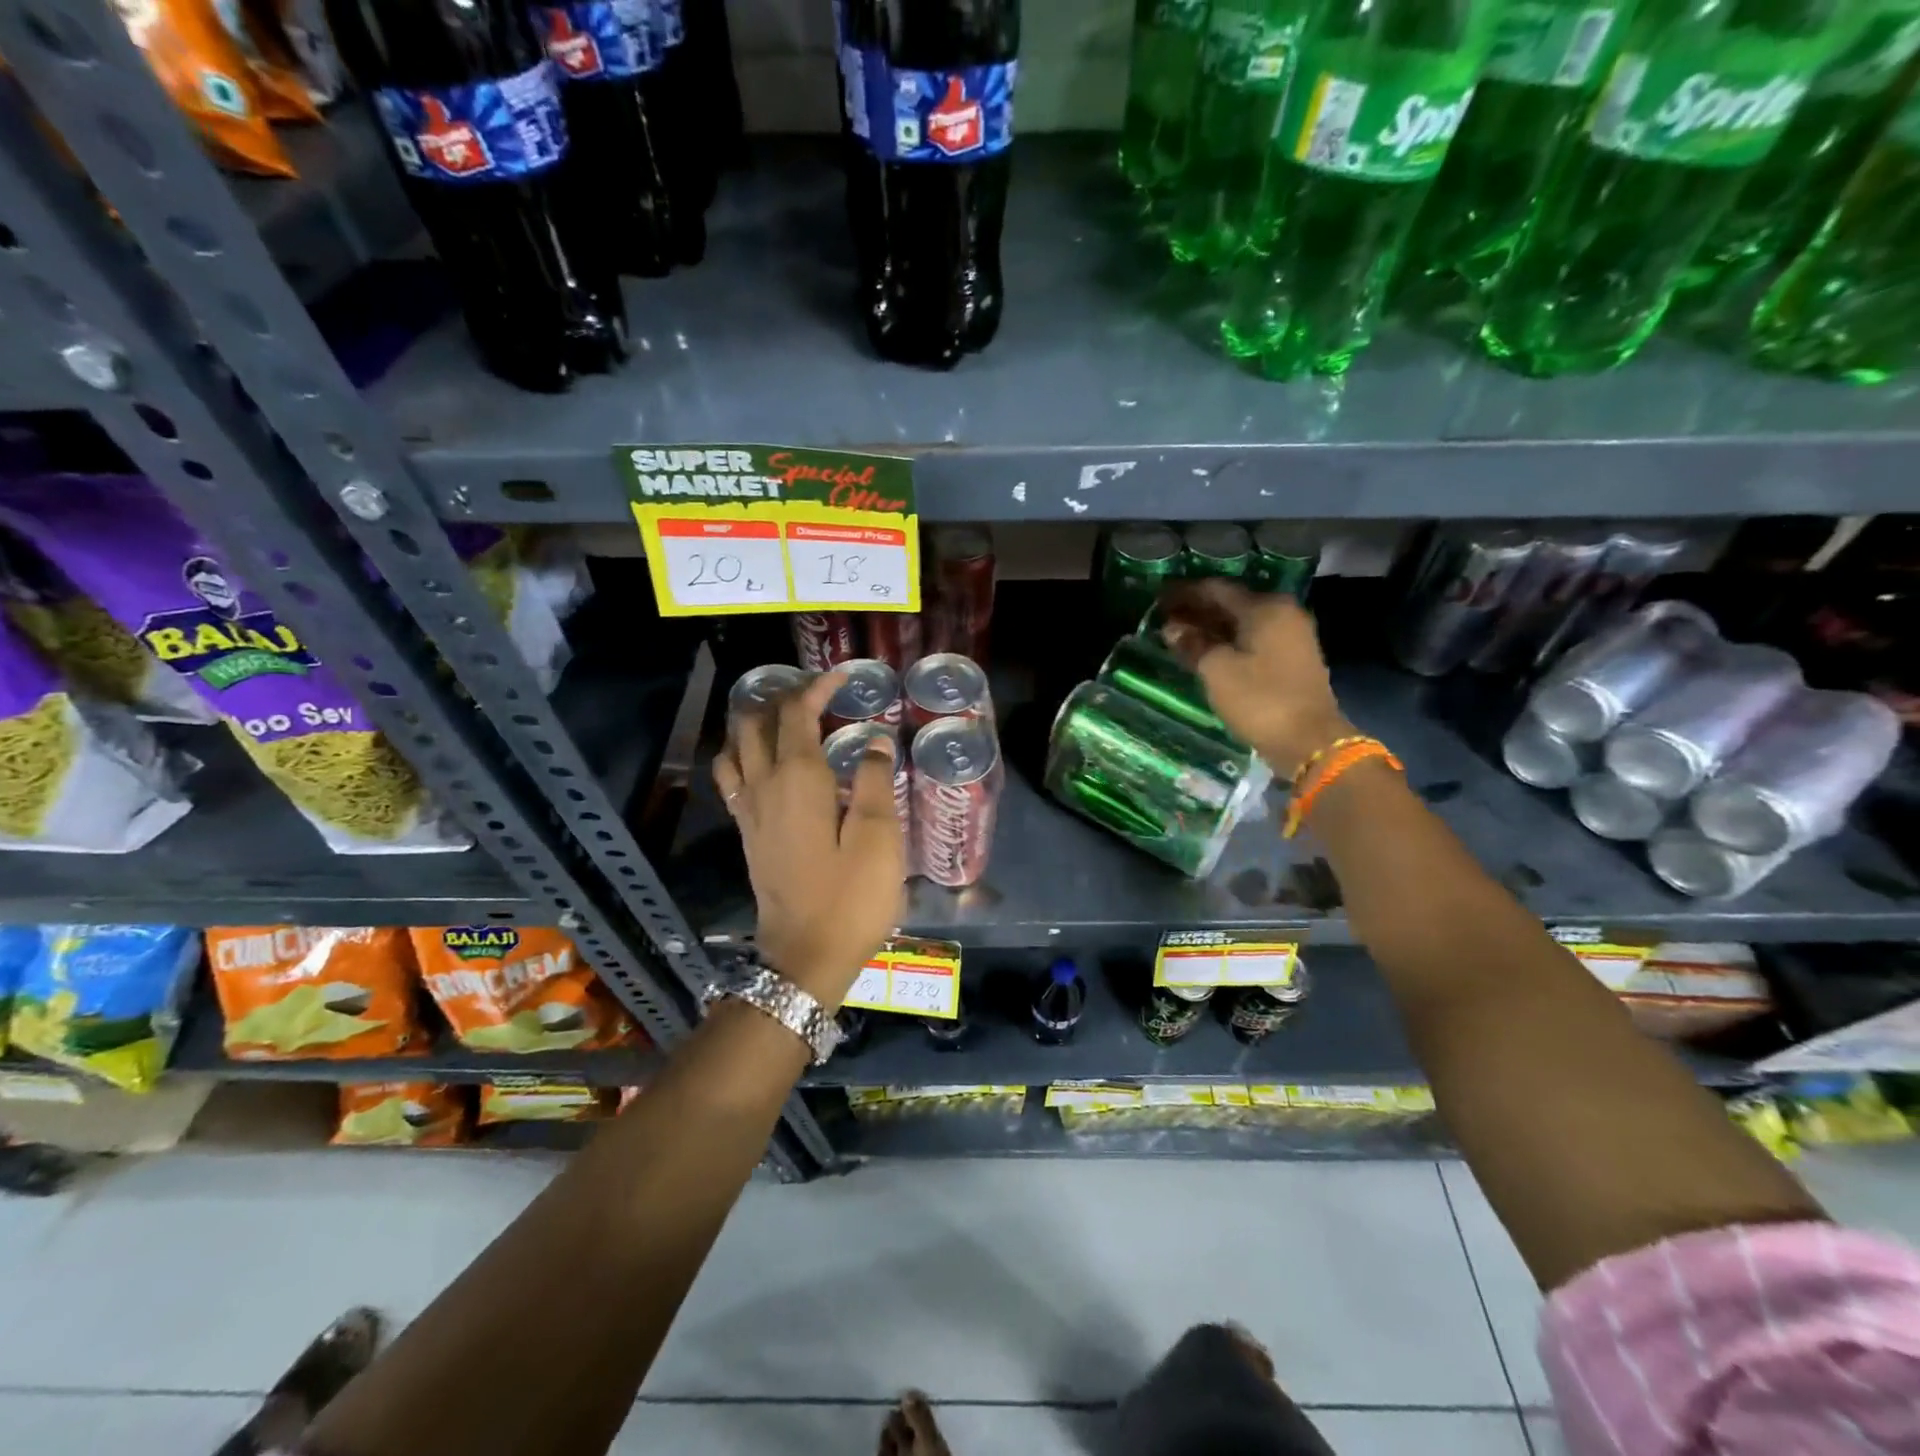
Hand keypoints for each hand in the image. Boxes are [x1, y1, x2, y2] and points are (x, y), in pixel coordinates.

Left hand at [712, 673, 905, 1005]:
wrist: (803, 958)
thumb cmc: (850, 898)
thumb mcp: (879, 839)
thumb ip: (877, 782)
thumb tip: (874, 742)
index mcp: (797, 779)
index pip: (796, 713)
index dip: (817, 687)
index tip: (844, 676)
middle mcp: (763, 785)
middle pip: (755, 722)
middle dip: (782, 696)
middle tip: (817, 694)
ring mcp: (748, 811)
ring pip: (735, 747)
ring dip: (755, 722)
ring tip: (787, 718)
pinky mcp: (747, 833)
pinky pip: (733, 777)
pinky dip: (745, 754)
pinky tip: (767, 763)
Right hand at [1159, 579, 1353, 778]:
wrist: (1309, 741)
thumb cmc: (1260, 700)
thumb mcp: (1217, 670)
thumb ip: (1192, 644)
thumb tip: (1172, 628)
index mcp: (1265, 608)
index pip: (1216, 589)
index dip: (1184, 592)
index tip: (1157, 597)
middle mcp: (1282, 613)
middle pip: (1231, 603)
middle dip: (1196, 609)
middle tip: (1164, 616)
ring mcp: (1290, 636)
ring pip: (1241, 623)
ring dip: (1210, 627)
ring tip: (1178, 634)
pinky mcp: (1290, 659)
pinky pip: (1251, 639)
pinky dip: (1226, 641)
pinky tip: (1204, 650)